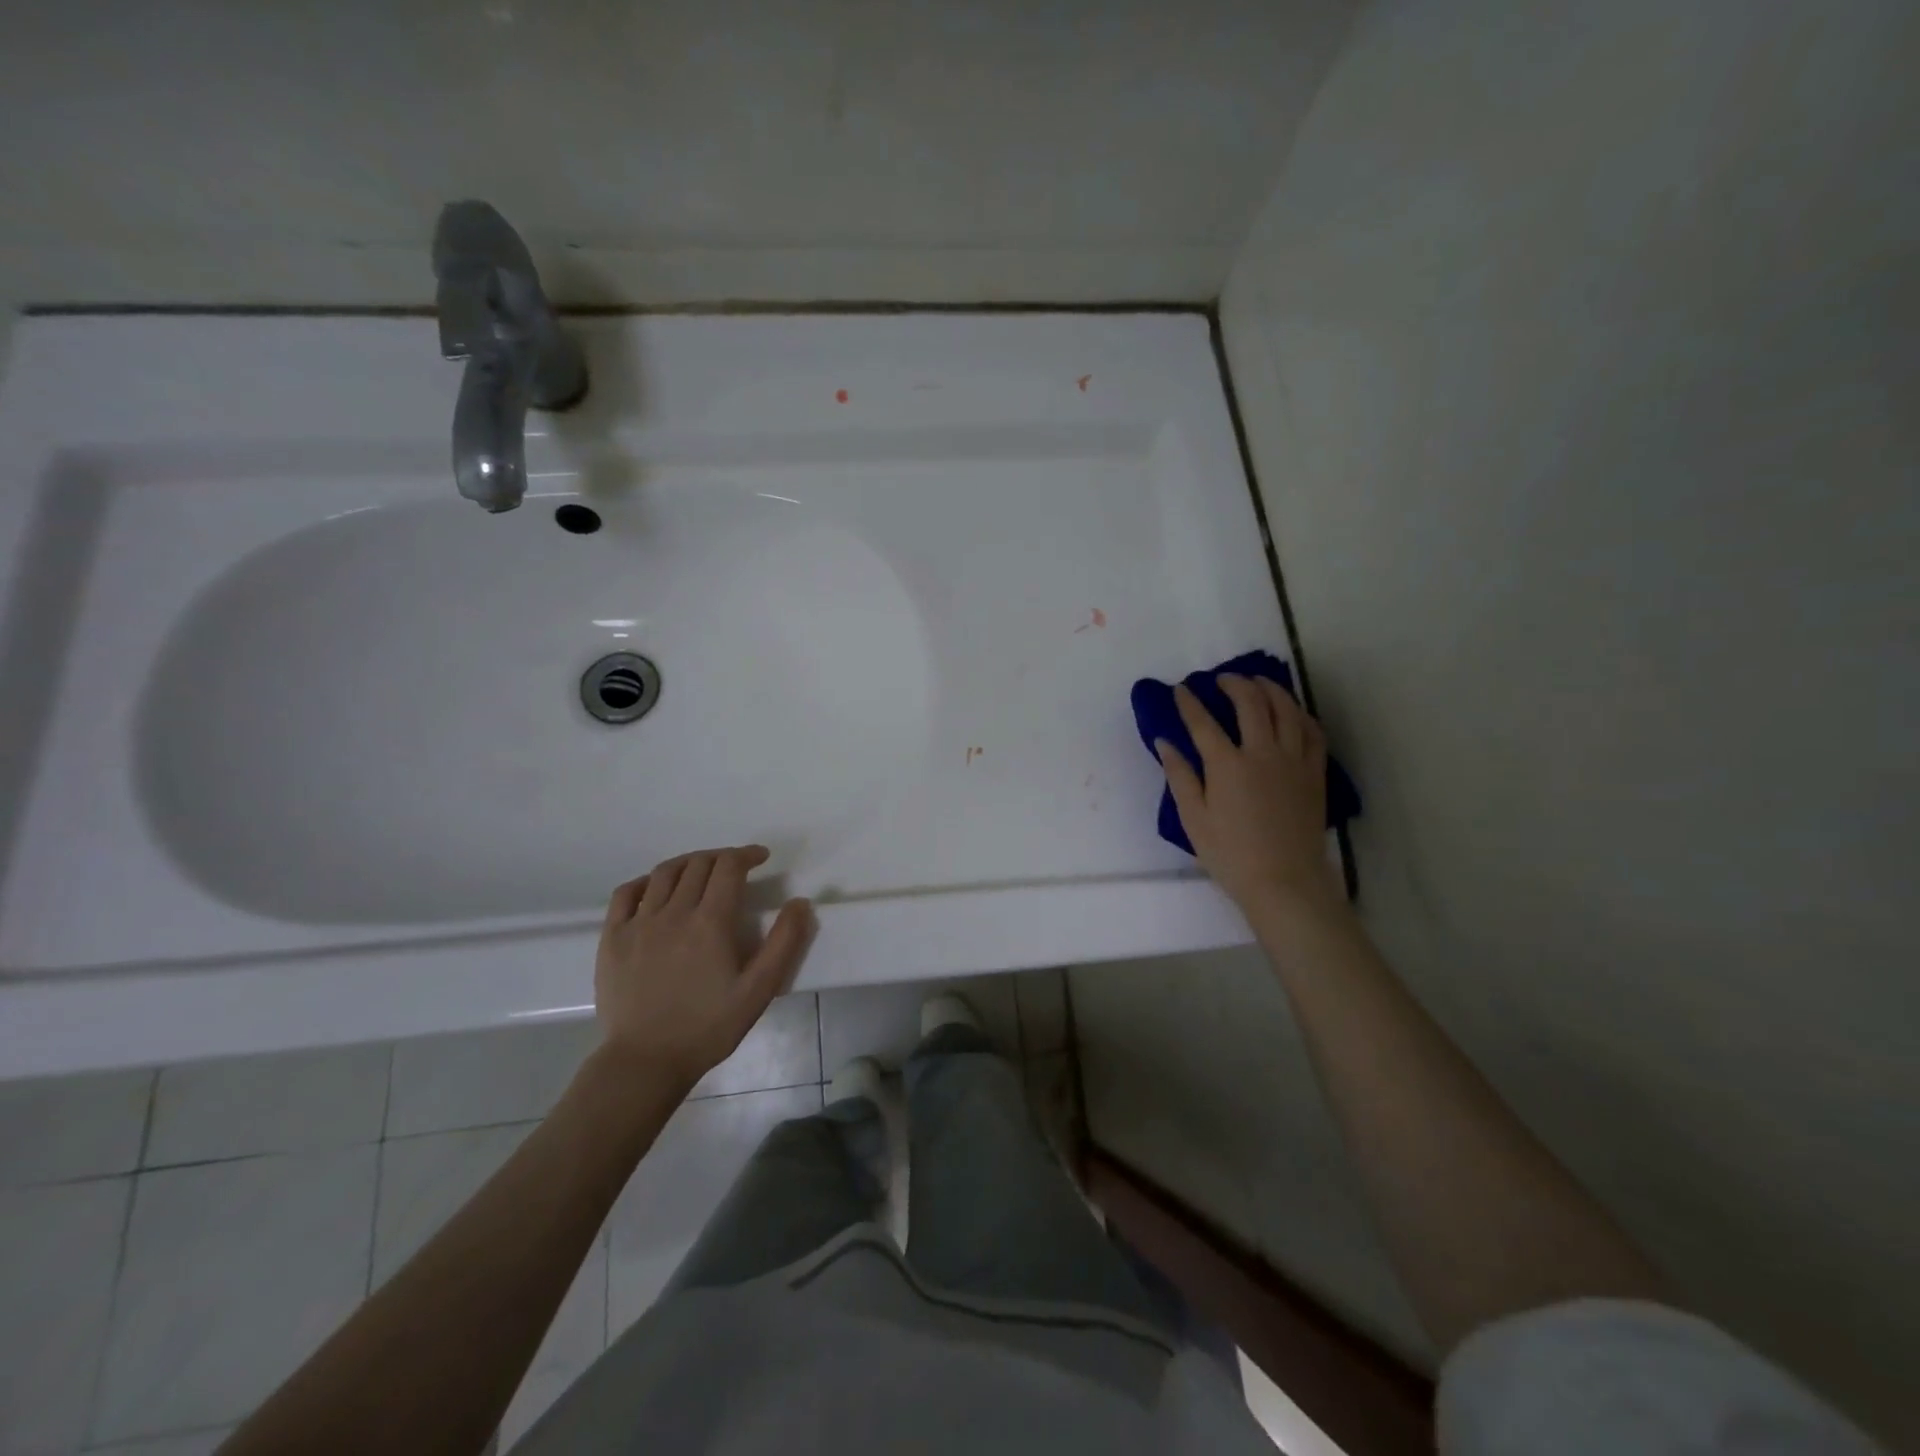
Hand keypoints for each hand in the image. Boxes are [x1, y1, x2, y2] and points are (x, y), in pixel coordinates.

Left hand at [594, 846, 813, 1091]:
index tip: (761, 858)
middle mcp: (674, 912)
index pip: (729, 867)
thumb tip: (800, 902)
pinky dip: (647, 880)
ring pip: (665, 872)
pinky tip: (656, 888)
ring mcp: (639, 923)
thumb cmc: (708, 1027)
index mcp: (710, 922)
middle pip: (698, 864)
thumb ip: (783, 944)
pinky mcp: (613, 938)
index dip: (747, 855)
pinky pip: (627, 893)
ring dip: (689, 862)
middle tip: (736, 867)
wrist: (645, 1062)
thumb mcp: (758, 990)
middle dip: (722, 857)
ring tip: (702, 870)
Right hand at [1156, 676, 1342, 927]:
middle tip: (1221, 679)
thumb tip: (1165, 742)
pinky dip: (1300, 714)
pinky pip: (1312, 732)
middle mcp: (1263, 753)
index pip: (1203, 722)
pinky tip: (1291, 712)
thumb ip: (1179, 776)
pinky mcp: (1314, 773)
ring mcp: (1293, 760)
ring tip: (1257, 682)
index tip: (1180, 690)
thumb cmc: (1230, 855)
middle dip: (1233, 684)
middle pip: (1251, 703)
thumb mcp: (1193, 819)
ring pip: (1286, 709)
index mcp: (1227, 765)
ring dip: (1270, 689)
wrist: (1285, 882)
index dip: (1189, 702)